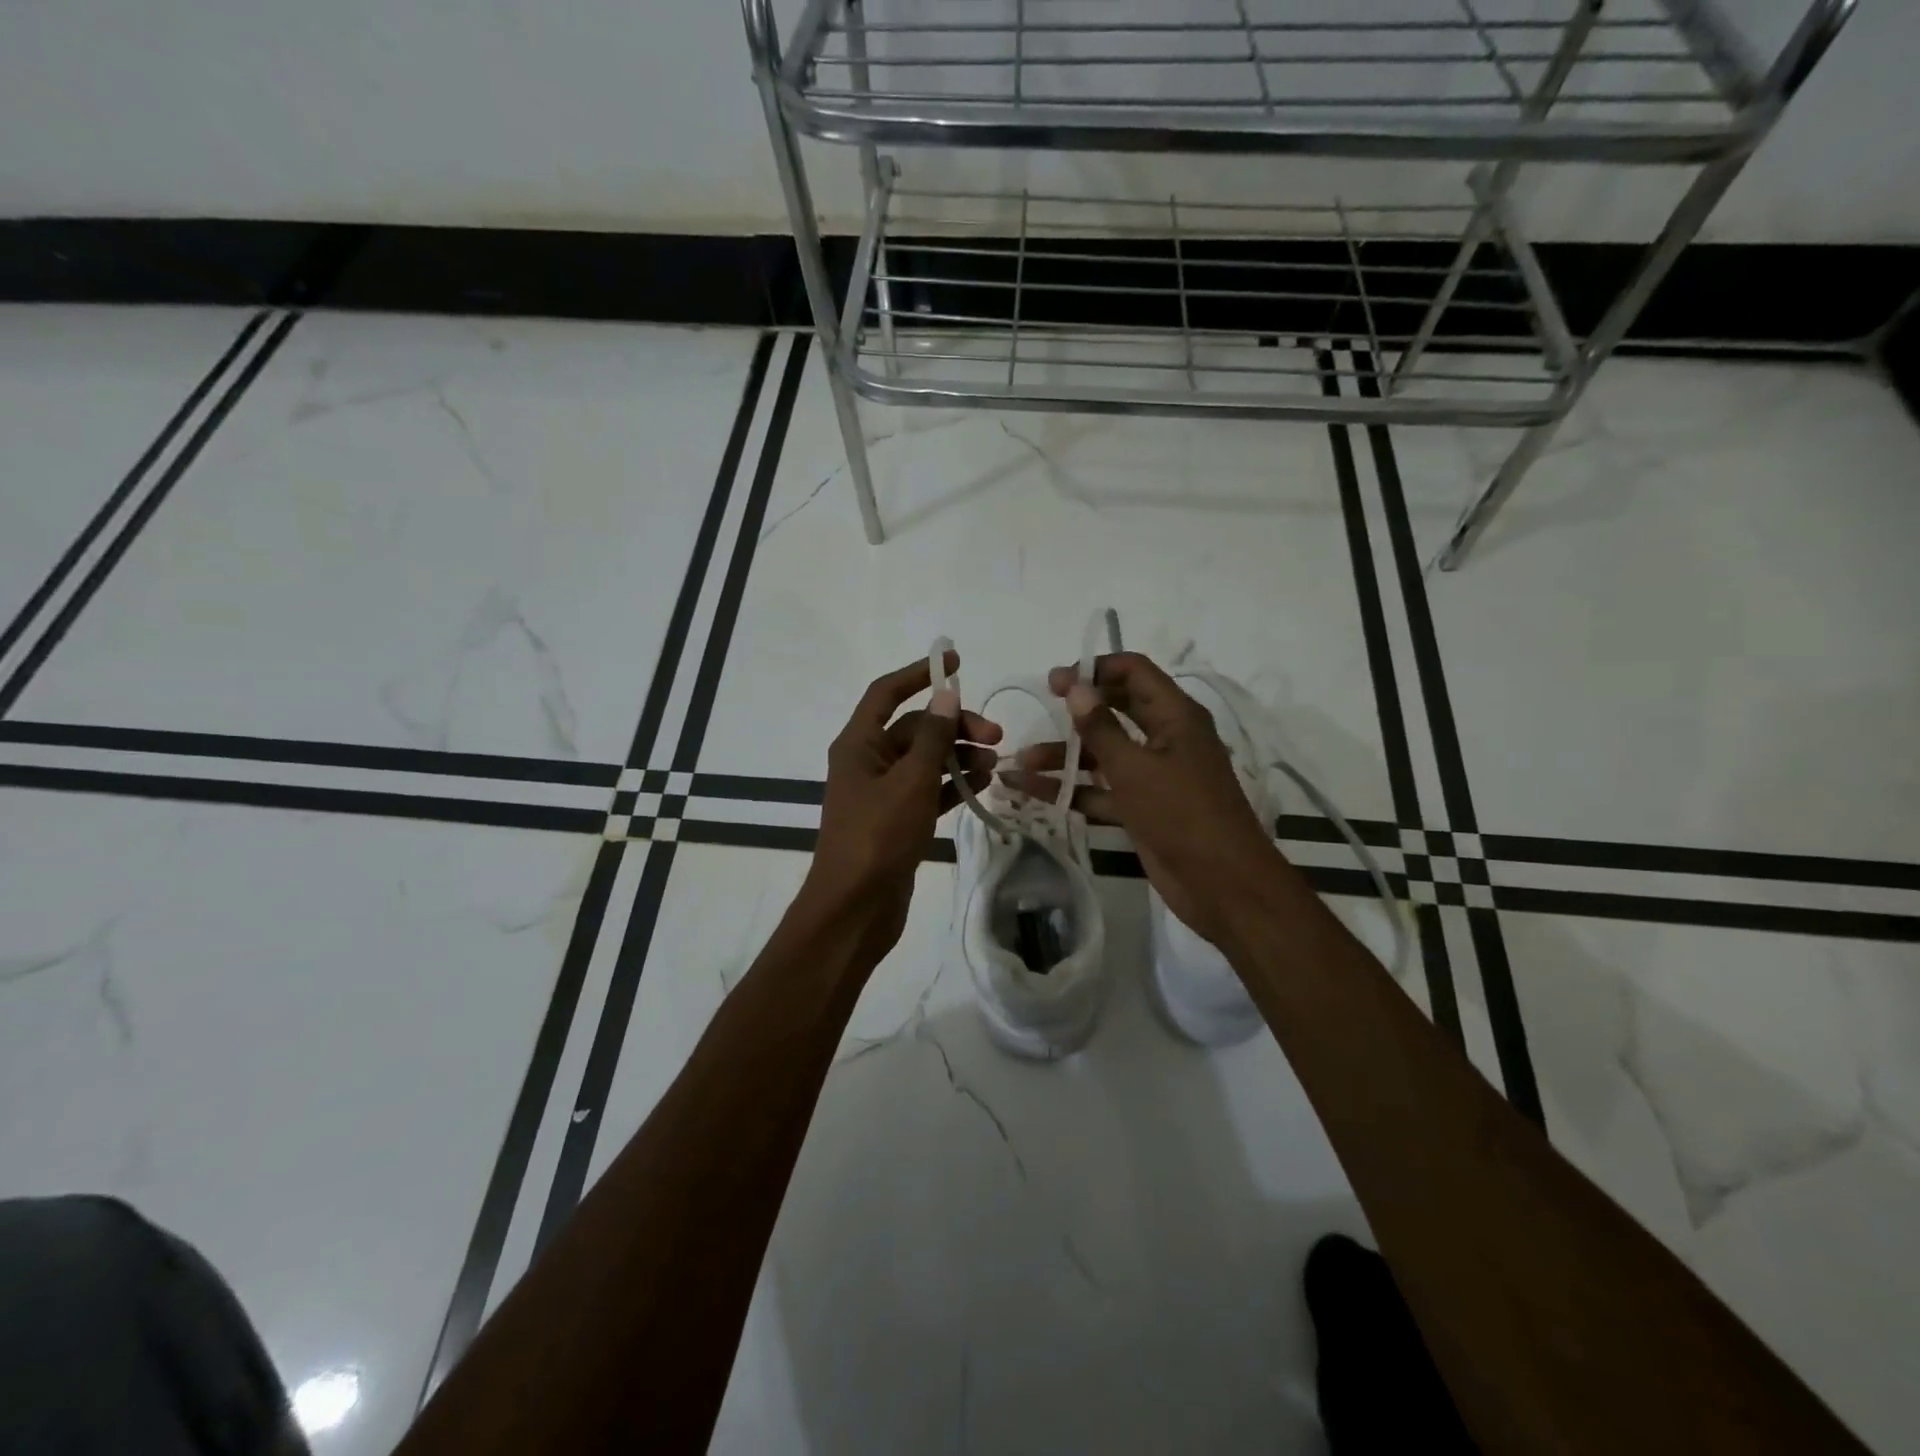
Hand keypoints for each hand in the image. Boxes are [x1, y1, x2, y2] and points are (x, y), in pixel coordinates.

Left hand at [803, 651, 1001, 958]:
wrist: (855, 909)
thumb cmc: (878, 837)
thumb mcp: (910, 781)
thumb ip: (932, 737)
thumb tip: (946, 694)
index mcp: (858, 744)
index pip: (887, 693)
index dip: (919, 674)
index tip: (955, 662)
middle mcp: (868, 762)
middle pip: (915, 729)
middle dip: (954, 725)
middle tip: (995, 735)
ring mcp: (883, 793)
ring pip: (926, 760)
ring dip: (959, 755)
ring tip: (995, 761)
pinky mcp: (898, 820)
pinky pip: (929, 790)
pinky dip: (953, 783)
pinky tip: (983, 782)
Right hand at [1006, 652, 1283, 949]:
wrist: (1221, 884)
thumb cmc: (1181, 814)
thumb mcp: (1135, 767)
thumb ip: (1100, 727)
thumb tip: (1075, 686)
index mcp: (1175, 716)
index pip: (1134, 672)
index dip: (1095, 670)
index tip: (1055, 681)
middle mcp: (1166, 738)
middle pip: (1117, 710)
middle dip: (1076, 711)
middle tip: (1038, 707)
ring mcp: (1154, 775)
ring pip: (1104, 754)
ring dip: (1065, 756)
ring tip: (1020, 763)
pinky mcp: (1142, 808)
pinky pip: (1102, 790)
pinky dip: (1071, 791)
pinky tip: (1032, 793)